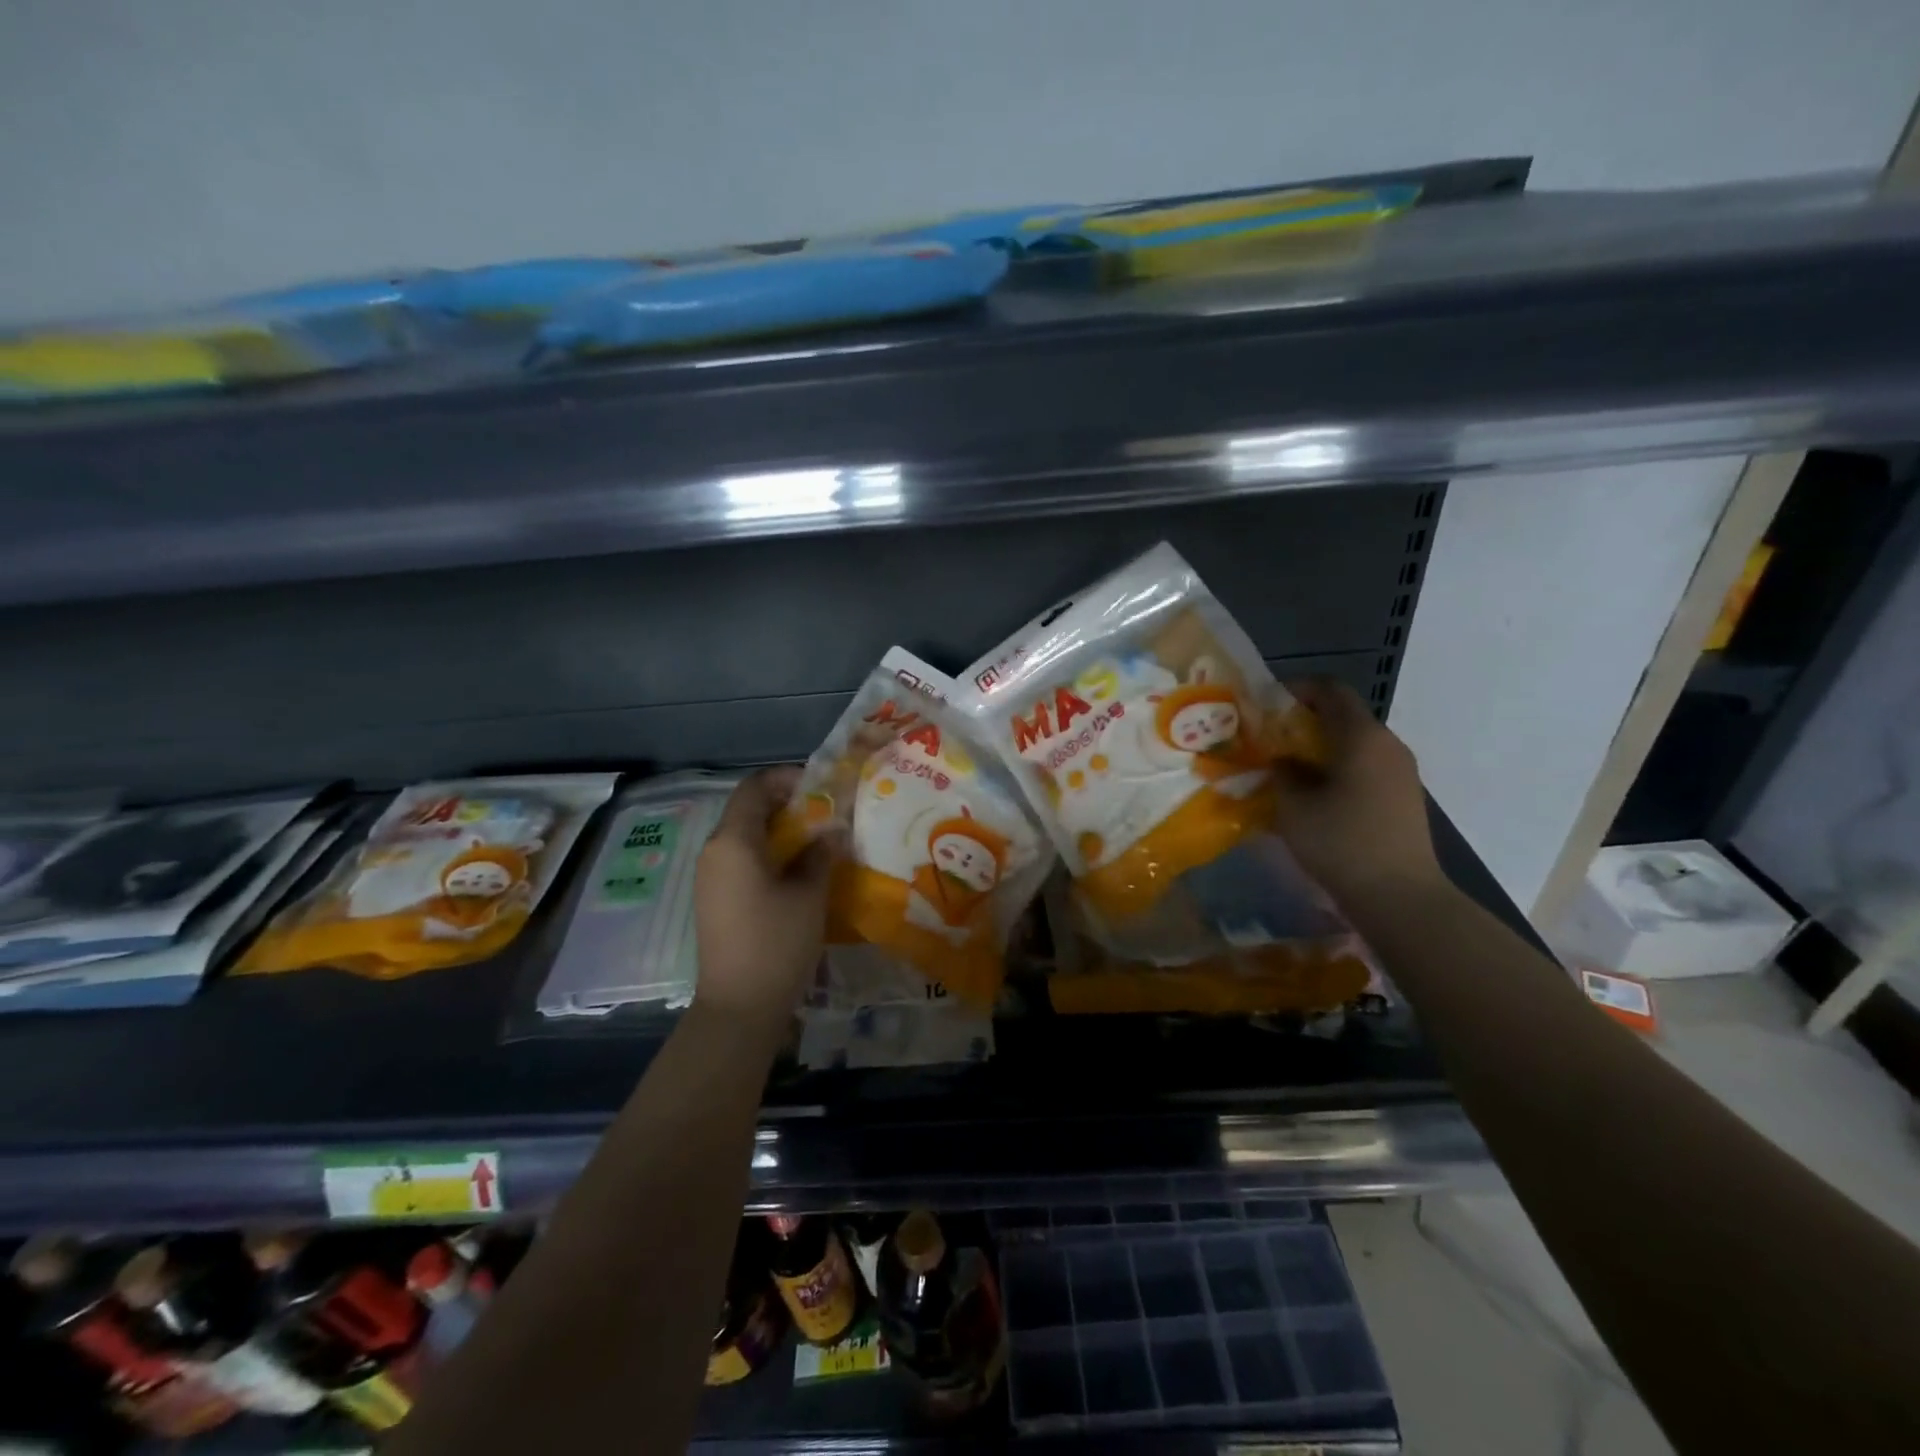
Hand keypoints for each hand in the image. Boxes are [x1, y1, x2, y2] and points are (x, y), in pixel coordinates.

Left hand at [693, 767, 834, 1034]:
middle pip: (747, 809)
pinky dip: (768, 852)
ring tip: (817, 839)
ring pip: (744, 835)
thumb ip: (819, 853)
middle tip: (825, 812)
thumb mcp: (809, 893)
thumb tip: (830, 830)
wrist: (739, 1006)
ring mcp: (711, 876)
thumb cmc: (776, 942)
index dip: (786, 777)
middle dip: (786, 803)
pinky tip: (797, 869)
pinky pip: (740, 859)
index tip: (821, 786)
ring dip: (778, 829)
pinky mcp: (715, 898)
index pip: (754, 786)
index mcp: (733, 841)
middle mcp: (714, 850)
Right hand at [1271, 679, 1444, 907]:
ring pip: (1355, 742)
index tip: (1267, 704)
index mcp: (1361, 737)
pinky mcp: (1404, 795)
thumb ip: (1282, 773)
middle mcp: (1387, 744)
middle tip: (1270, 739)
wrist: (1400, 896)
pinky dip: (1338, 767)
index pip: (1331, 689)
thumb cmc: (1341, 843)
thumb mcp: (1293, 807)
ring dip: (1320, 747)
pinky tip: (1316, 795)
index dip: (1297, 688)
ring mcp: (1401, 770)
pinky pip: (1366, 765)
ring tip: (1289, 769)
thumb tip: (1283, 761)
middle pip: (1344, 715)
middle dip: (1304, 721)